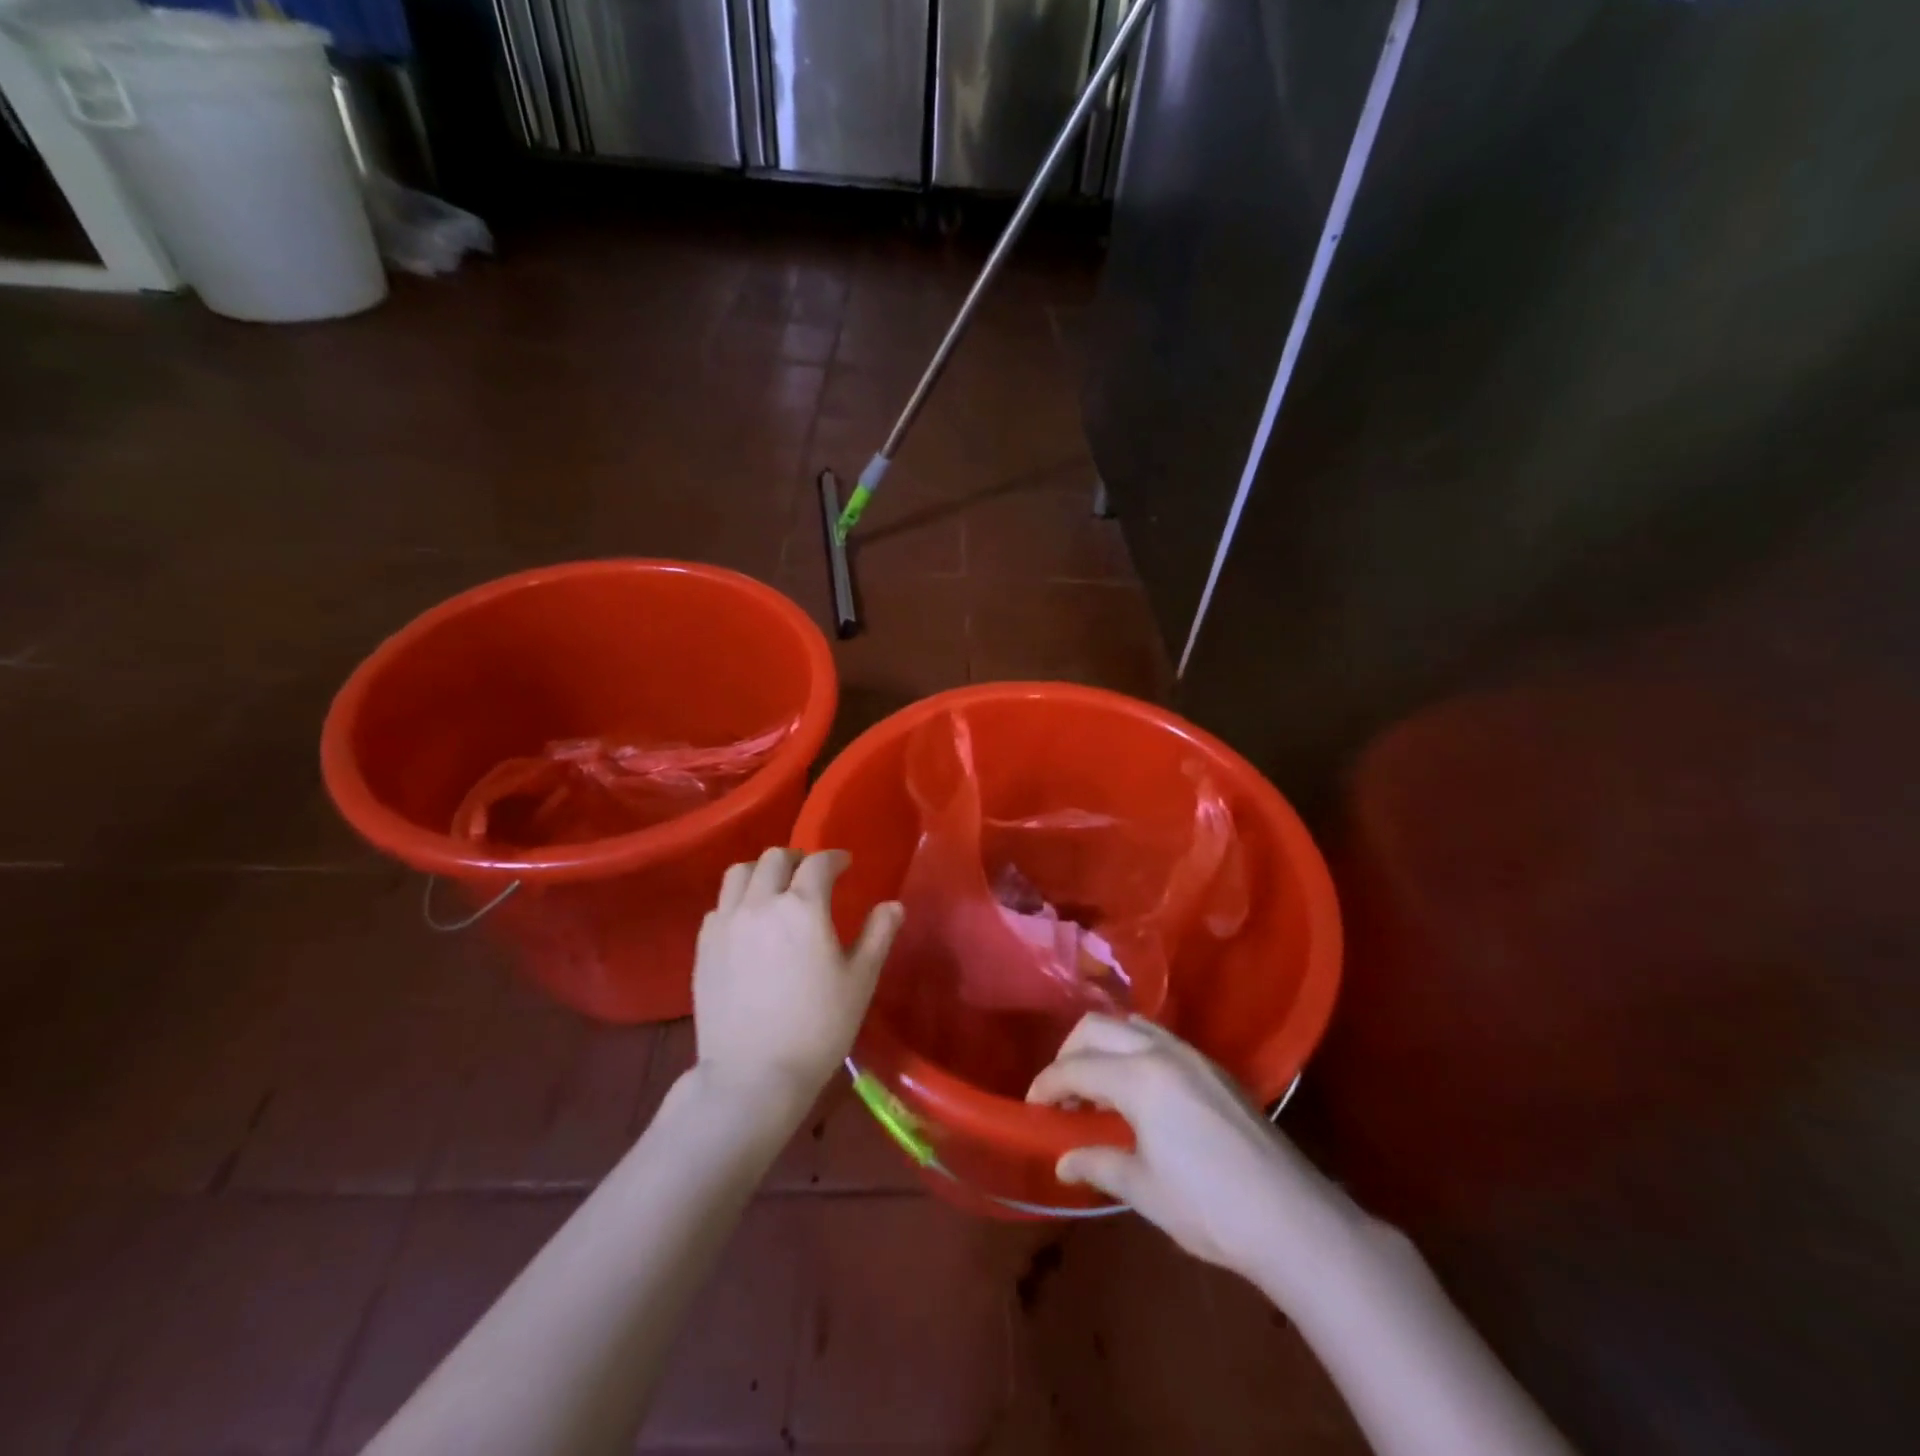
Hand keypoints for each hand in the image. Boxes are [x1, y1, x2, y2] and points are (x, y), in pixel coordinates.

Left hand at [693, 848, 902, 1113]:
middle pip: (774, 858)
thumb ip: (878, 935)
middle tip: (811, 874)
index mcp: (802, 907)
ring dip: (761, 871)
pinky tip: (748, 922)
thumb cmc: (818, 1027)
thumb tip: (893, 905)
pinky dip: (737, 900)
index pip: (818, 864)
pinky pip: (720, 905)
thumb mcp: (860, 980)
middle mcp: (760, 903)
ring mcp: (726, 923)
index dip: (834, 858)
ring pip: (739, 873)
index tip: (844, 864)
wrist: (753, 1074)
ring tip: (775, 888)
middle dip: (797, 858)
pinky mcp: (704, 946)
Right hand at [1028, 1014, 1351, 1282]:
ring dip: (1102, 1045)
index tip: (1032, 1106)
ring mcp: (1192, 1055)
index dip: (1047, 1084)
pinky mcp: (1214, 1068)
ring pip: (1130, 1025)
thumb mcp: (1144, 1189)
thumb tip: (1063, 1160)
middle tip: (1060, 1092)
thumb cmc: (1208, 1206)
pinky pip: (1159, 1038)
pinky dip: (1132, 1049)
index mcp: (1139, 1077)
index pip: (1076, 1068)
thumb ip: (1099, 1162)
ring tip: (1095, 1085)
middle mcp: (1162, 1051)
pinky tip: (1136, 1088)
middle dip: (1069, 1053)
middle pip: (1097, 1028)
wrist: (1291, 1217)